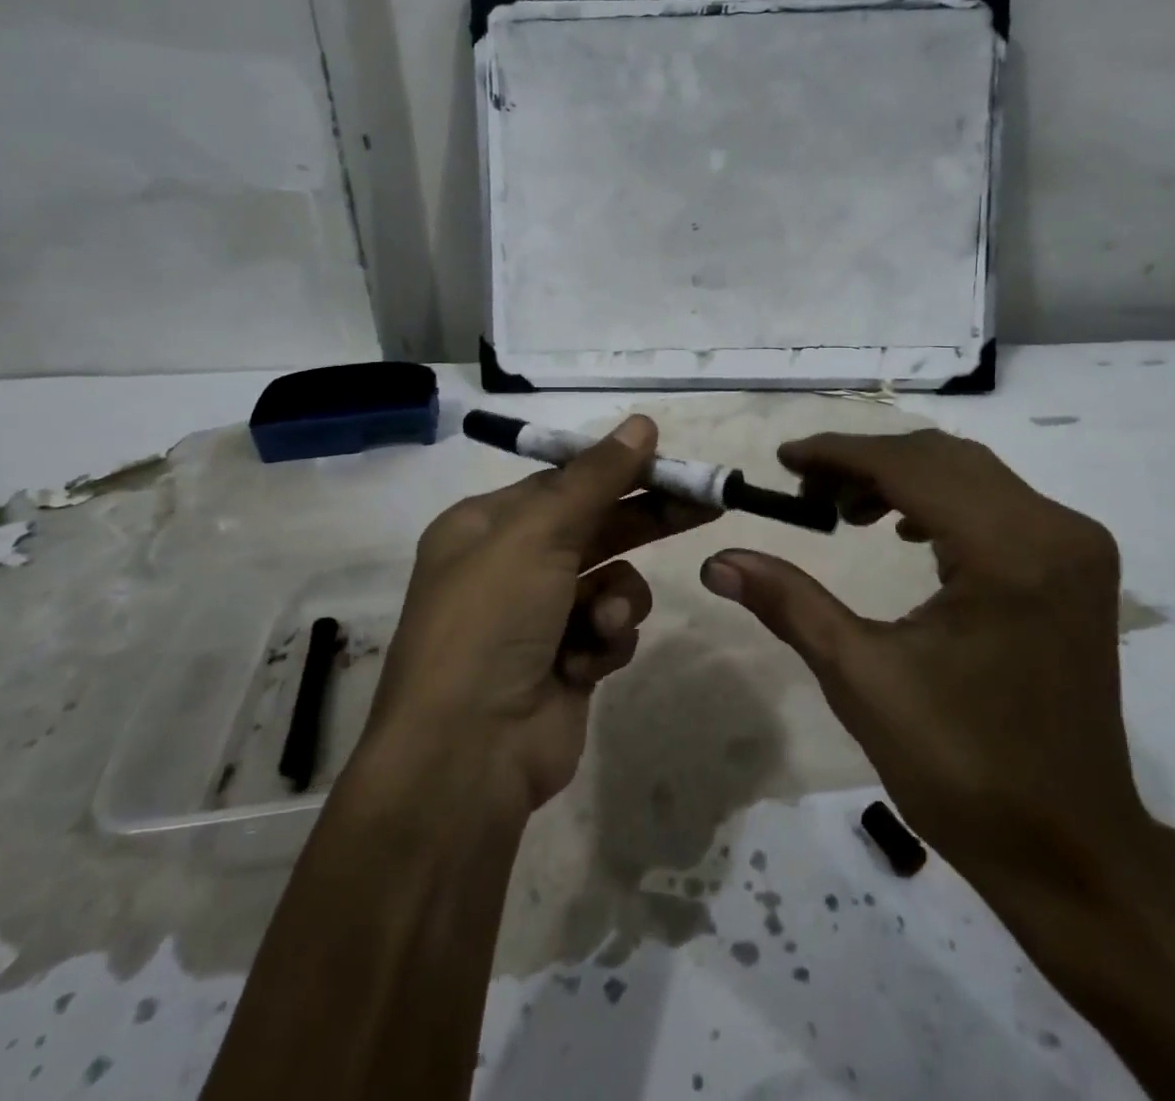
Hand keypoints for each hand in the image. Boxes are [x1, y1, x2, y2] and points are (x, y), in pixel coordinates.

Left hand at [360, 414, 718, 815]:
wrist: (468, 752)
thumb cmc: (492, 620)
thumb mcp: (540, 532)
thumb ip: (596, 476)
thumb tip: (642, 422)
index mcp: (487, 526)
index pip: (565, 482)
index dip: (619, 470)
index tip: (671, 464)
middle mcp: (510, 566)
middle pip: (596, 526)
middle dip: (647, 519)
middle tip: (707, 504)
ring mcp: (539, 618)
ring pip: (612, 581)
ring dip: (618, 599)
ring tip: (605, 621)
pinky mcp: (566, 662)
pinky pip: (610, 630)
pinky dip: (606, 641)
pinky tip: (586, 662)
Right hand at [700, 428, 1142, 884]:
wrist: (1069, 849)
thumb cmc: (963, 769)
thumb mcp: (862, 679)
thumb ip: (790, 603)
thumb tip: (718, 561)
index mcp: (1010, 553)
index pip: (912, 466)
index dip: (840, 453)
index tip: (785, 458)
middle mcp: (1056, 530)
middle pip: (943, 458)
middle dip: (866, 463)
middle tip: (807, 492)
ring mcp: (1076, 546)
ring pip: (972, 473)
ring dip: (902, 479)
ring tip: (846, 513)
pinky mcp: (1076, 566)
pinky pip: (998, 502)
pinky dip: (941, 501)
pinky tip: (906, 532)